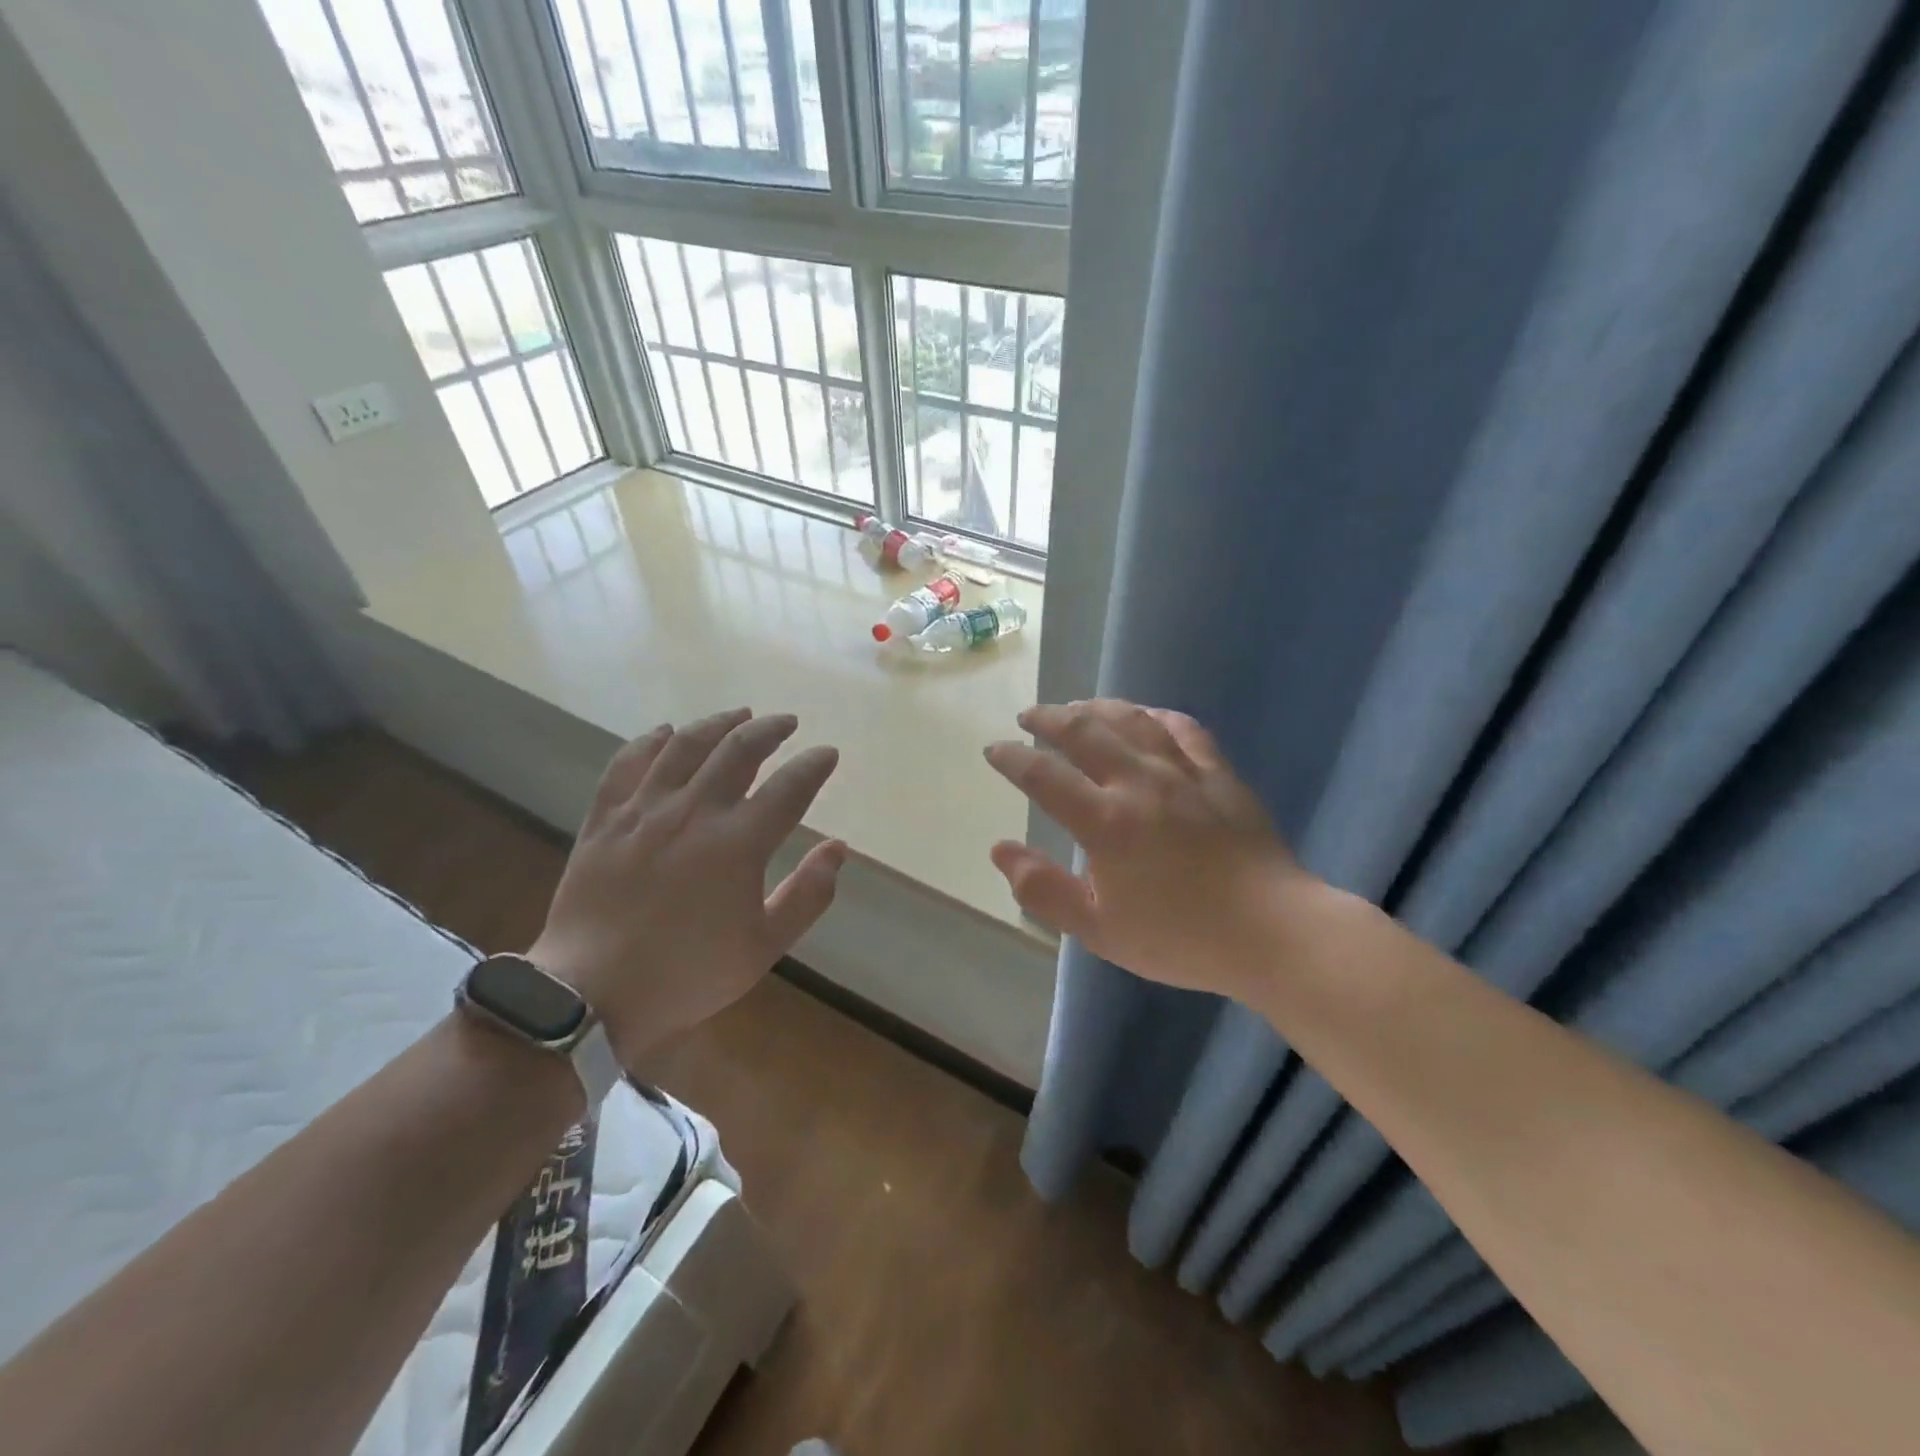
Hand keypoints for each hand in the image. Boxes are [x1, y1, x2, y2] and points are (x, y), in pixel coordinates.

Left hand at [529, 708, 845, 1061]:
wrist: (592, 993)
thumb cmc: (687, 973)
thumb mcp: (764, 946)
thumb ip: (808, 895)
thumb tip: (837, 848)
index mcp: (739, 843)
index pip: (789, 787)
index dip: (813, 765)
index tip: (827, 753)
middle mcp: (694, 812)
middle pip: (739, 750)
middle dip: (770, 729)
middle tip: (787, 722)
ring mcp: (644, 811)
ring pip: (685, 745)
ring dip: (718, 723)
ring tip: (739, 714)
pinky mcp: (605, 819)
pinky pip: (628, 764)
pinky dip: (650, 741)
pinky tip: (665, 732)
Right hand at [985, 699, 1317, 1002]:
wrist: (1271, 933)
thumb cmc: (1180, 937)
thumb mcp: (1098, 930)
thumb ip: (1043, 890)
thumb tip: (1000, 849)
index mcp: (1105, 822)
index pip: (1044, 775)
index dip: (1012, 758)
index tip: (994, 750)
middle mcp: (1139, 783)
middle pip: (1084, 731)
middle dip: (1048, 718)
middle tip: (1028, 716)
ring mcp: (1183, 773)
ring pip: (1131, 720)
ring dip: (1096, 707)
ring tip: (1075, 708)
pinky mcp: (1218, 773)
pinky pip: (1183, 728)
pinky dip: (1154, 715)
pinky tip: (1143, 715)